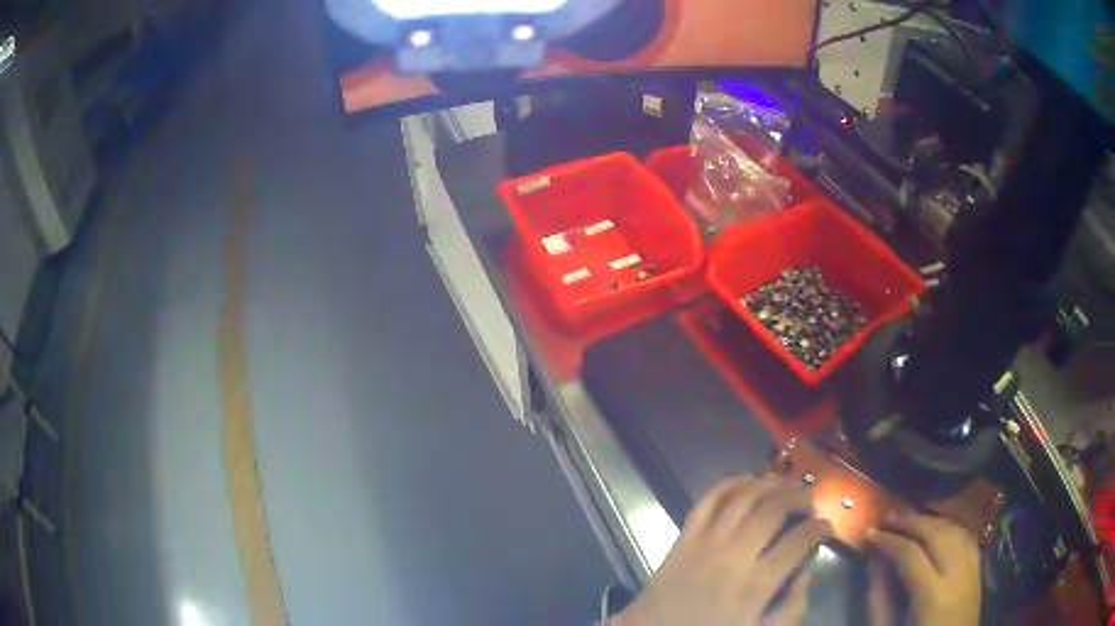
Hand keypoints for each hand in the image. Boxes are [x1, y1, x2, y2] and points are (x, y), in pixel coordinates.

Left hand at [612, 476, 834, 625]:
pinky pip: (708, 500)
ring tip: (787, 486)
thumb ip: (791, 608)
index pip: (799, 541)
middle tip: (810, 502)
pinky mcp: (683, 537)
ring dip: (770, 484)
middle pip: (774, 509)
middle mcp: (733, 554)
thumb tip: (807, 573)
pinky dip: (730, 483)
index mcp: (755, 584)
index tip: (827, 527)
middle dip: (799, 497)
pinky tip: (748, 480)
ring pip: (744, 496)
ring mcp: (705, 541)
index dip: (820, 528)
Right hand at [866, 514, 980, 625]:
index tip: (869, 532)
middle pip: (937, 534)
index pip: (910, 554)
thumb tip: (874, 561)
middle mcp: (957, 575)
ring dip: (931, 519)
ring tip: (910, 519)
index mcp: (932, 596)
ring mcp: (972, 569)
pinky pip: (967, 536)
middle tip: (888, 517)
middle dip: (911, 521)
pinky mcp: (978, 569)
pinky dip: (950, 526)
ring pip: (955, 529)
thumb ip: (879, 599)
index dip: (888, 540)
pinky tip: (937, 527)